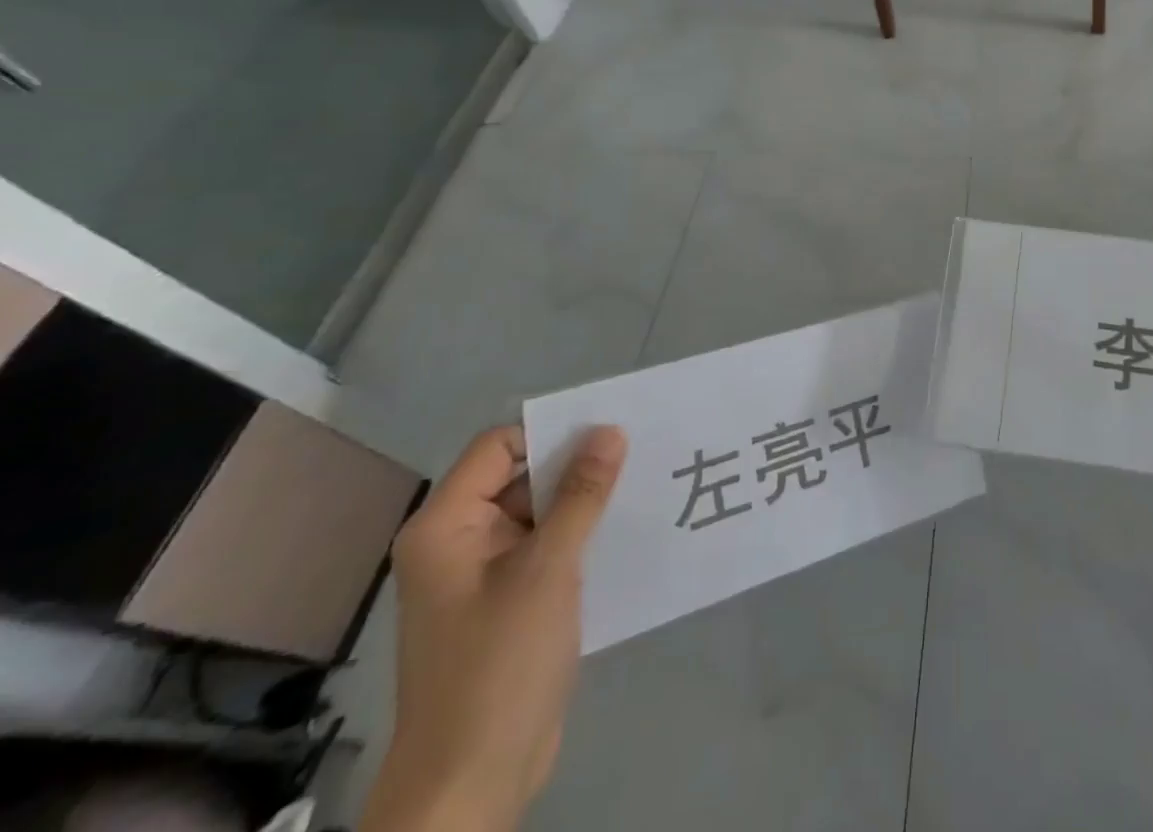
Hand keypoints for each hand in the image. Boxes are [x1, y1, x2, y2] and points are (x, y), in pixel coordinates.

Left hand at [361, 424, 626, 831]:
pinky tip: (624, 536)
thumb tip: (611, 430)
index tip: (608, 438)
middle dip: (577, 468)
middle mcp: (459, 542)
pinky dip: (581, 538)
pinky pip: (546, 549)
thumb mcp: (547, 569)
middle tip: (640, 456)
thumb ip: (582, 495)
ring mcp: (483, 576)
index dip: (550, 435)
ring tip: (643, 489)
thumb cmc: (498, 665)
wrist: (471, 784)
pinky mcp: (508, 604)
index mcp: (447, 526)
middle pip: (522, 477)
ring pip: (540, 514)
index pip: (499, 447)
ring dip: (585, 504)